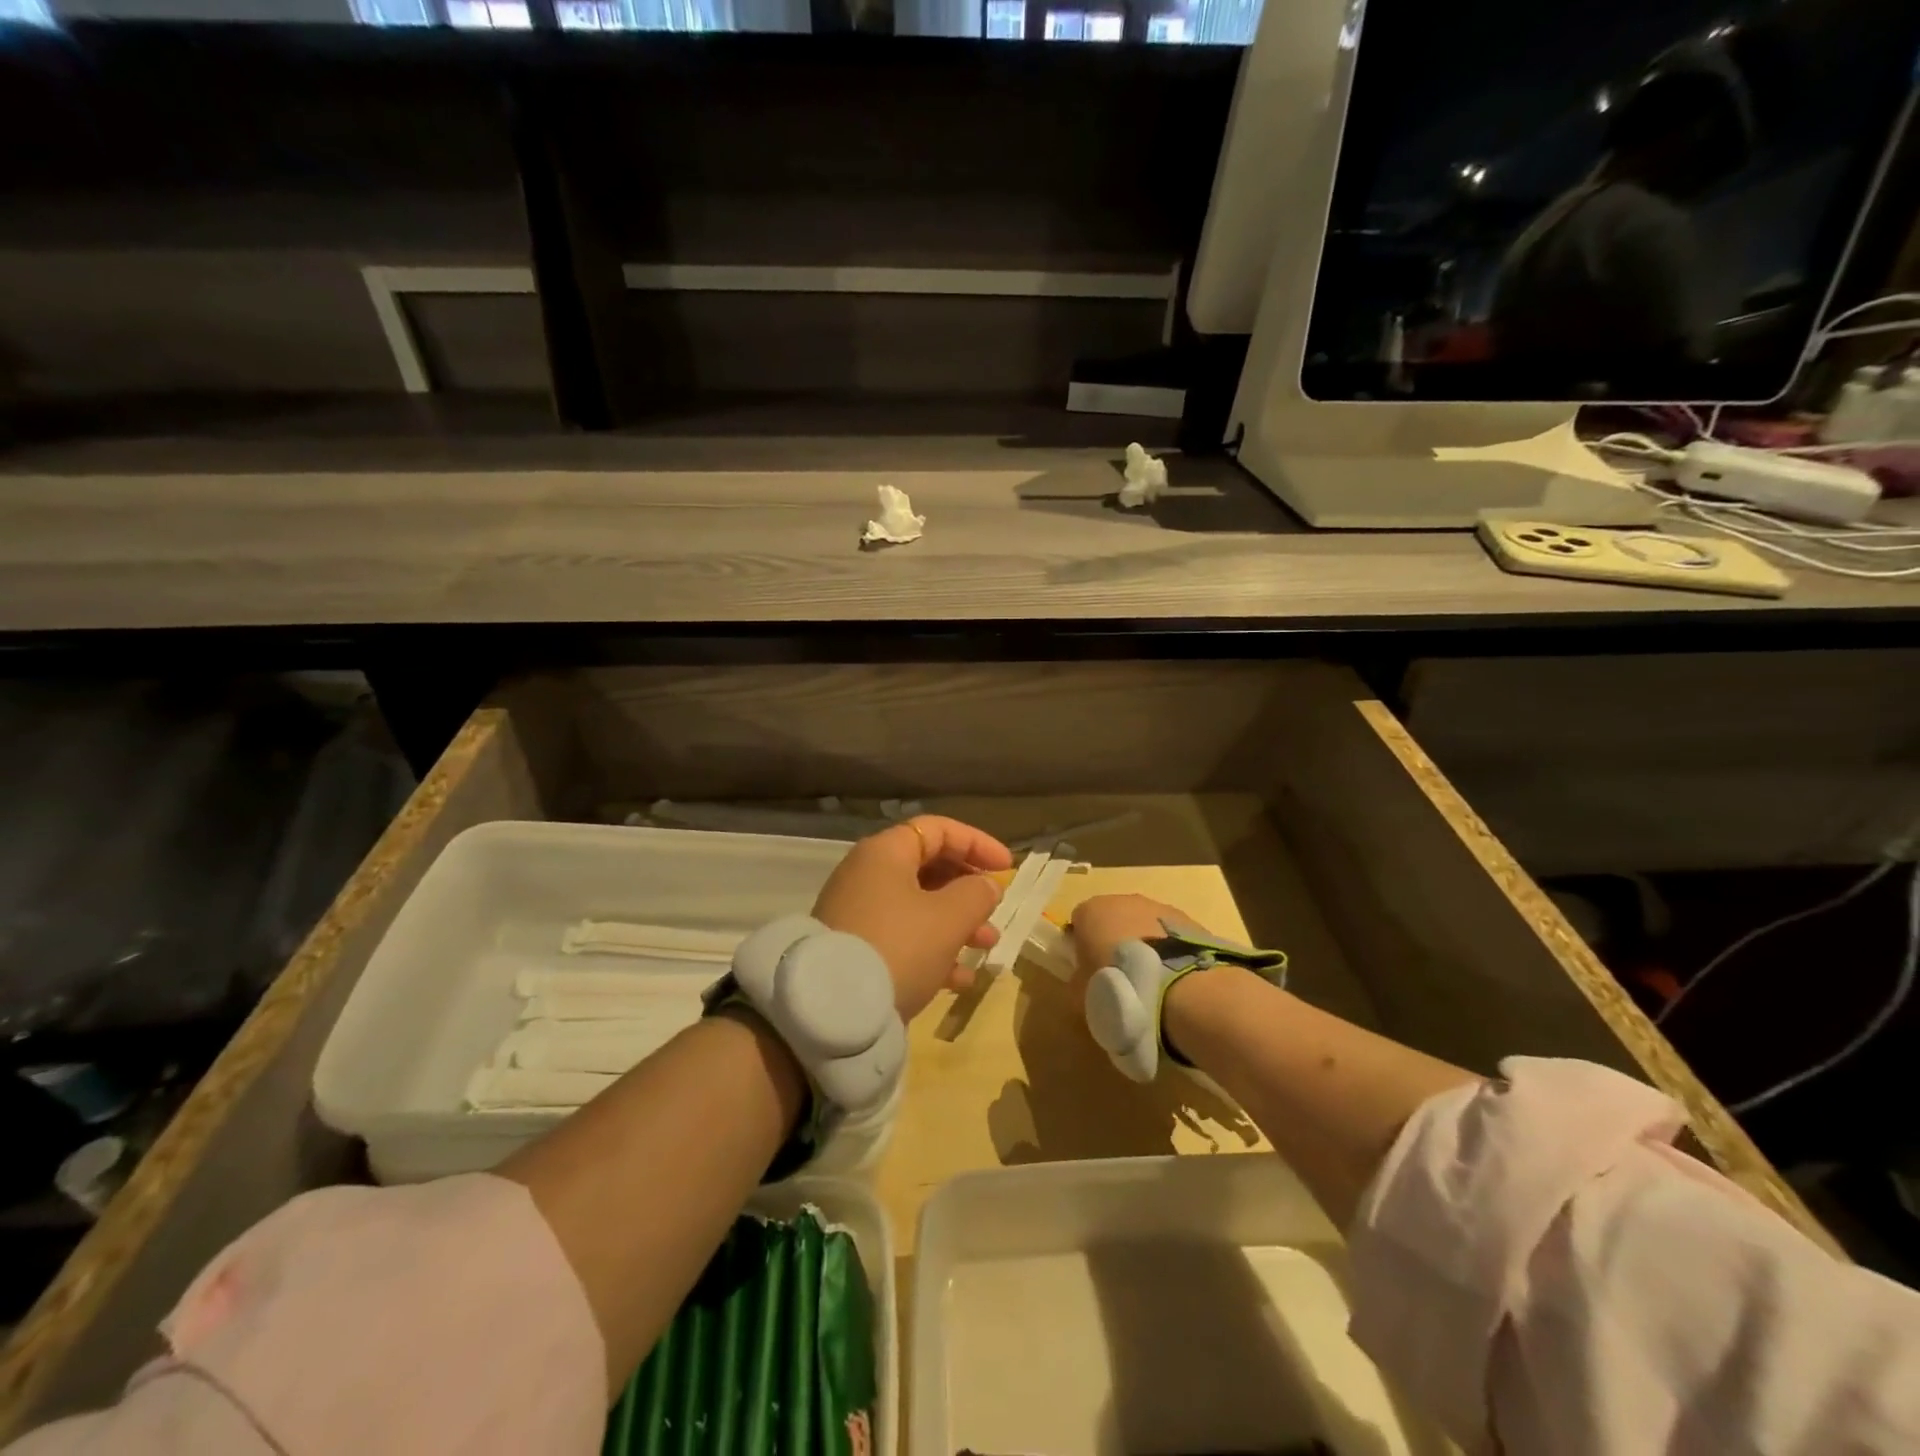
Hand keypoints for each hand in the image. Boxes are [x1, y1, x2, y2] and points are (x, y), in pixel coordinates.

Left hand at [811, 816, 1012, 1019]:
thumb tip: (986, 886)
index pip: (938, 829)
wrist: (832, 1009)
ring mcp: (858, 912)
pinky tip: (960, 979)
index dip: (977, 843)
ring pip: (918, 906)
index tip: (1007, 868)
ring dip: (957, 922)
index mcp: (886, 853)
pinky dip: (933, 950)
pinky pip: (902, 937)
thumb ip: (976, 894)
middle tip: (995, 908)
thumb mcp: (948, 918)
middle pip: (928, 867)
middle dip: (968, 888)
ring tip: (988, 946)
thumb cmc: (899, 947)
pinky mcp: (855, 948)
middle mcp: (868, 875)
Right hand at [1066, 894, 1211, 979]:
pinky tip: (1173, 978)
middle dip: (1114, 941)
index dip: (1081, 945)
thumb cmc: (1118, 988)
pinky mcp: (1189, 921)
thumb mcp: (1080, 994)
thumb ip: (1077, 980)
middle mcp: (1124, 900)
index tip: (1088, 969)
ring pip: (1144, 924)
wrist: (1178, 991)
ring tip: (1151, 980)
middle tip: (1120, 976)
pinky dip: (1169, 951)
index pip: (1079, 921)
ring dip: (1144, 944)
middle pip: (1113, 918)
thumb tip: (1082, 979)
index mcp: (1091, 911)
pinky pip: (1170, 935)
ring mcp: (1159, 908)